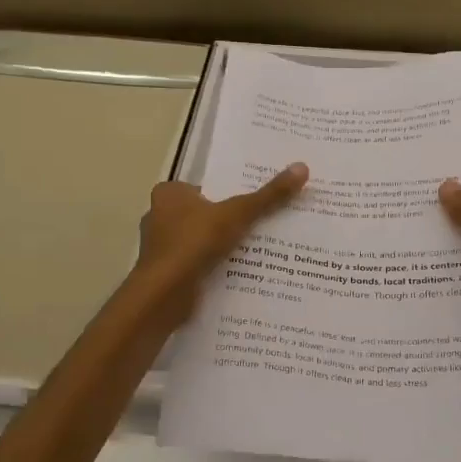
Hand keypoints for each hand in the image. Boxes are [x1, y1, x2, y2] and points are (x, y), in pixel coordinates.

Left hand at [131, 163, 309, 326]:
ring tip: (251, 252)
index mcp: (169, 194)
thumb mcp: (238, 213)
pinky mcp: (163, 273)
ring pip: (197, 241)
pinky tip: (233, 273)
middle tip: (258, 226)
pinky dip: (210, 268)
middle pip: (201, 215)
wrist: (165, 293)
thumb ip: (269, 195)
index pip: (202, 188)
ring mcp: (159, 247)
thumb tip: (302, 167)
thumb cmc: (195, 242)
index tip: (250, 204)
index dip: (226, 195)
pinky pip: (193, 264)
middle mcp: (158, 216)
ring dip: (217, 247)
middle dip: (224, 222)